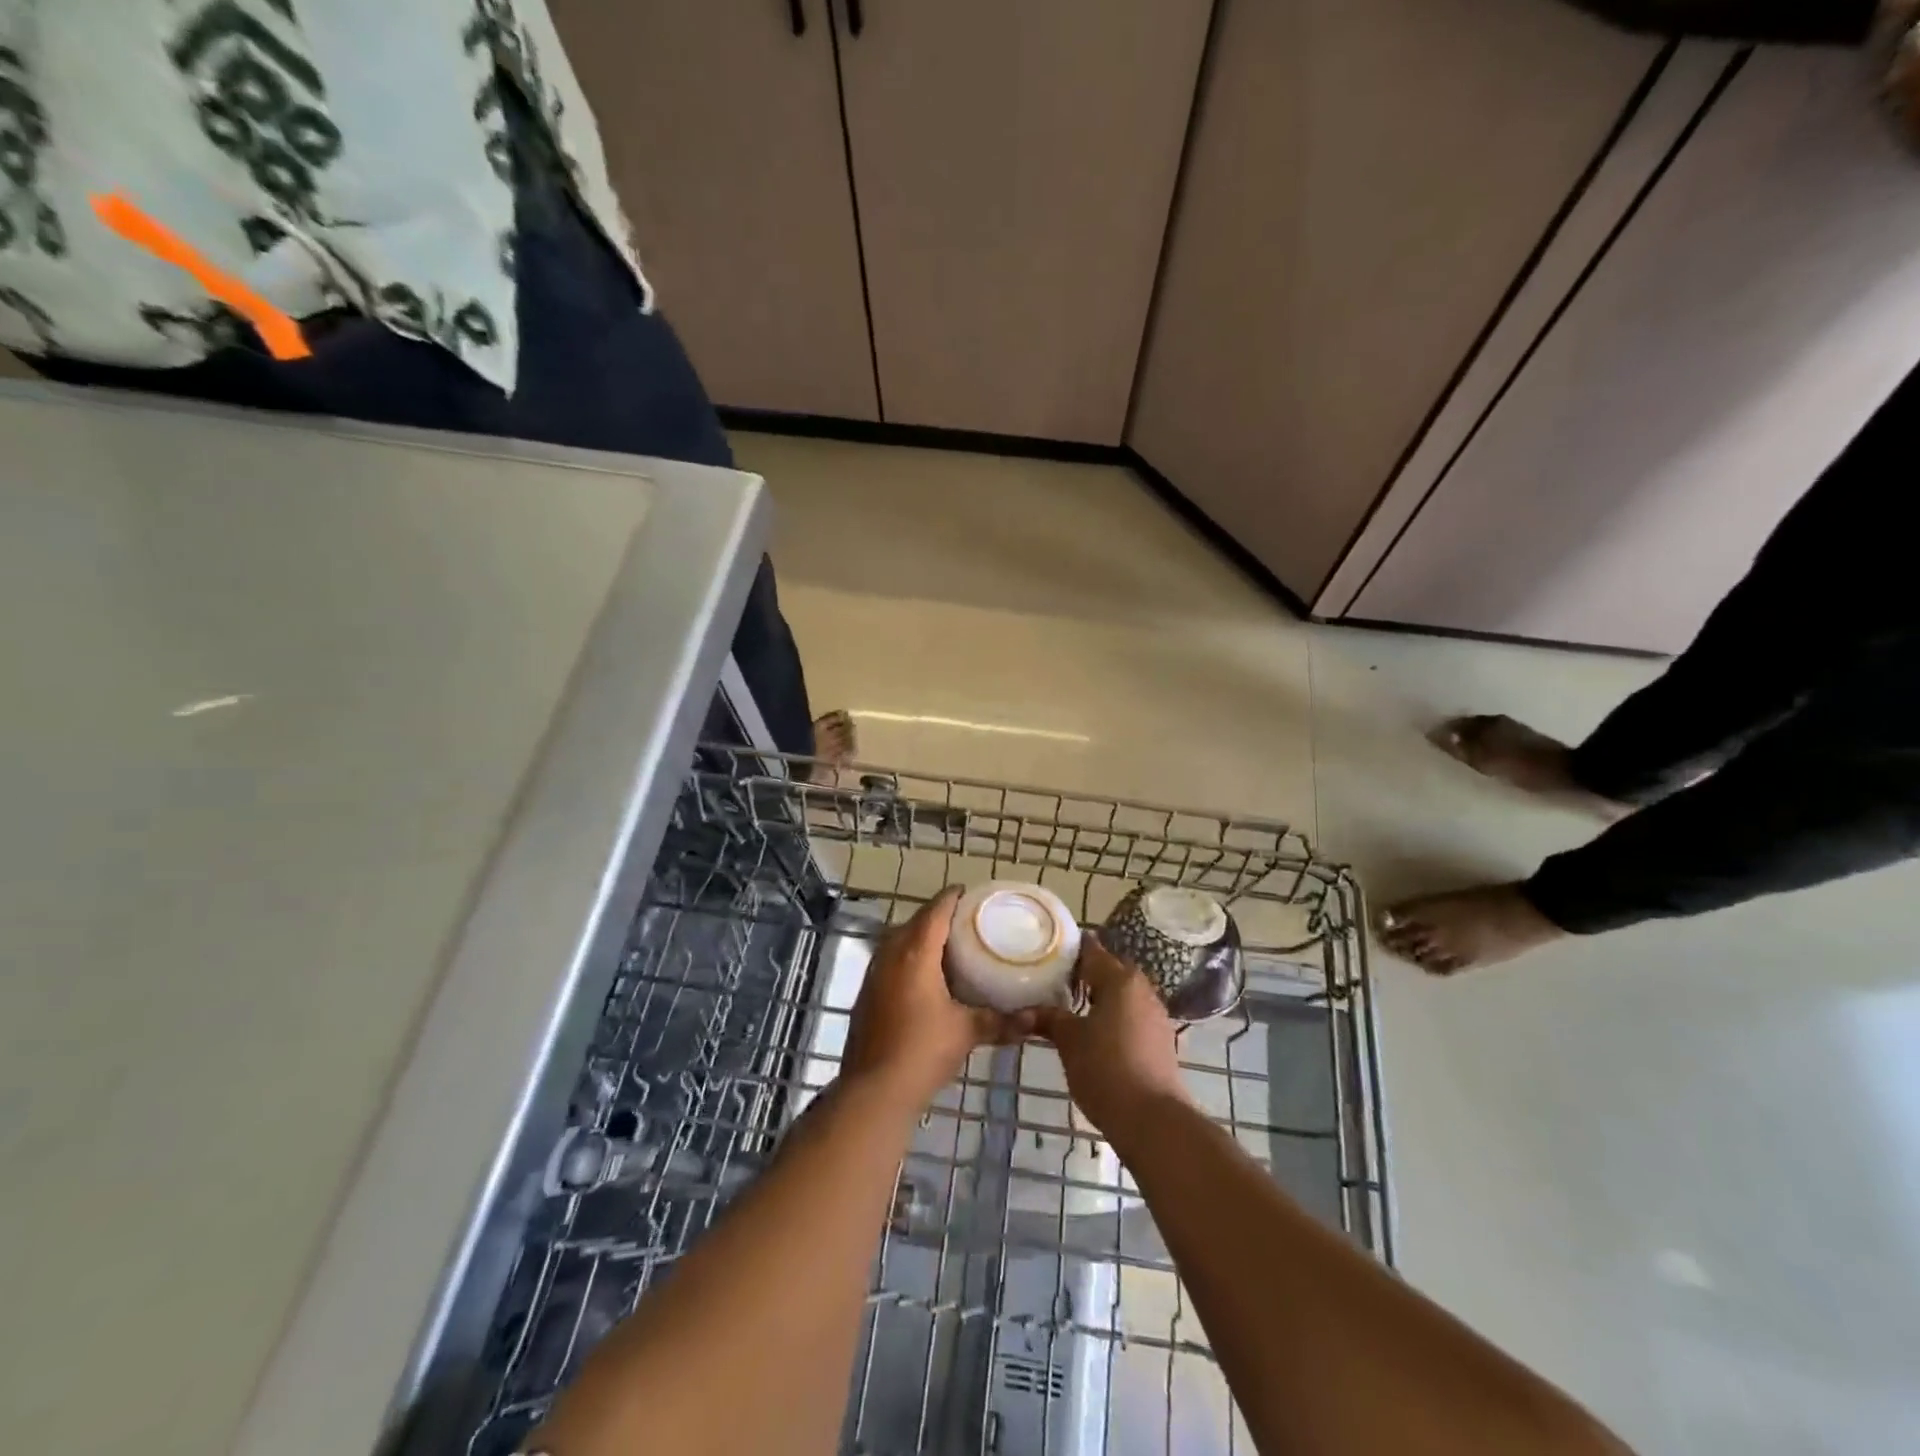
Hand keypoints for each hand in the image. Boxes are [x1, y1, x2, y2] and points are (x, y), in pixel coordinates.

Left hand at [841, 889, 1024, 1107]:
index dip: (955, 897)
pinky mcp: (867, 993)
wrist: (874, 1090)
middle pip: (916, 921)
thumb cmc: (923, 1051)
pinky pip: (890, 961)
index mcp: (915, 952)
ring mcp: (874, 973)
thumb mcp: (967, 1032)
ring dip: (922, 938)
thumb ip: (1002, 1021)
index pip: (936, 909)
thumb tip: (1036, 1020)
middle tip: (968, 923)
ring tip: (951, 948)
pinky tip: (927, 979)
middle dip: (940, 917)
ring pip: (899, 941)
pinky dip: (909, 959)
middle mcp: (891, 954)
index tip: (974, 896)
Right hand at [1032, 939, 1191, 1137]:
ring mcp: (1156, 1014)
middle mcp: (1142, 989)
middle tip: (1056, 982)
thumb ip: (1049, 1019)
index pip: (1092, 950)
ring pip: (1124, 994)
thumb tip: (1023, 1011)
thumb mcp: (1069, 1041)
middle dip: (1085, 974)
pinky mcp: (1161, 1039)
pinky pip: (1133, 1015)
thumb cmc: (1106, 1070)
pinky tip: (1097, 1034)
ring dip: (1101, 996)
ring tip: (1073, 1008)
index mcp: (1119, 979)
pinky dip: (1115, 1016)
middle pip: (1111, 970)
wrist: (1153, 1120)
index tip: (1048, 951)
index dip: (1070, 949)